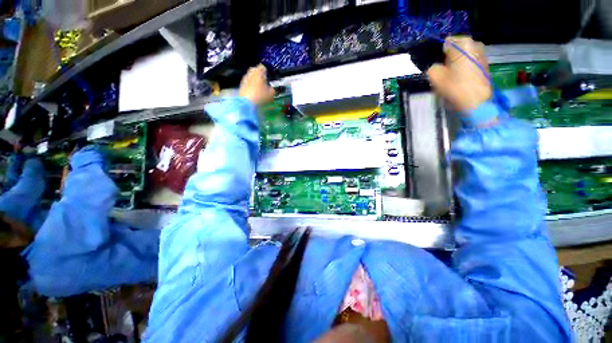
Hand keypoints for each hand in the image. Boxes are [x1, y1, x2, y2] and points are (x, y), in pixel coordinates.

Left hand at [238, 64, 275, 105]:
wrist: (247, 104)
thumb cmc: (260, 96)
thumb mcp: (271, 94)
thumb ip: (273, 90)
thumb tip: (273, 89)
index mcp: (258, 72)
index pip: (262, 67)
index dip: (266, 71)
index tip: (268, 77)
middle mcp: (250, 73)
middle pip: (255, 70)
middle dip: (259, 75)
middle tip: (264, 82)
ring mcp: (244, 79)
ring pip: (250, 77)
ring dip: (254, 81)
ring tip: (259, 89)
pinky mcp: (241, 86)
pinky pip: (247, 84)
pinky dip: (250, 87)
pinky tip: (254, 94)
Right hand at [427, 36, 491, 112]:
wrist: (476, 102)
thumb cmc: (455, 87)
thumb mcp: (435, 76)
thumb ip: (432, 66)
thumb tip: (436, 65)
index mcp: (464, 44)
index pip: (446, 42)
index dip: (439, 53)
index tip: (436, 64)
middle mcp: (475, 44)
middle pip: (456, 48)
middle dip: (448, 58)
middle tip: (443, 71)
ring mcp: (482, 54)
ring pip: (463, 55)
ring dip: (455, 63)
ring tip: (451, 76)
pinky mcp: (485, 64)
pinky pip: (469, 61)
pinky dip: (463, 67)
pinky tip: (460, 79)